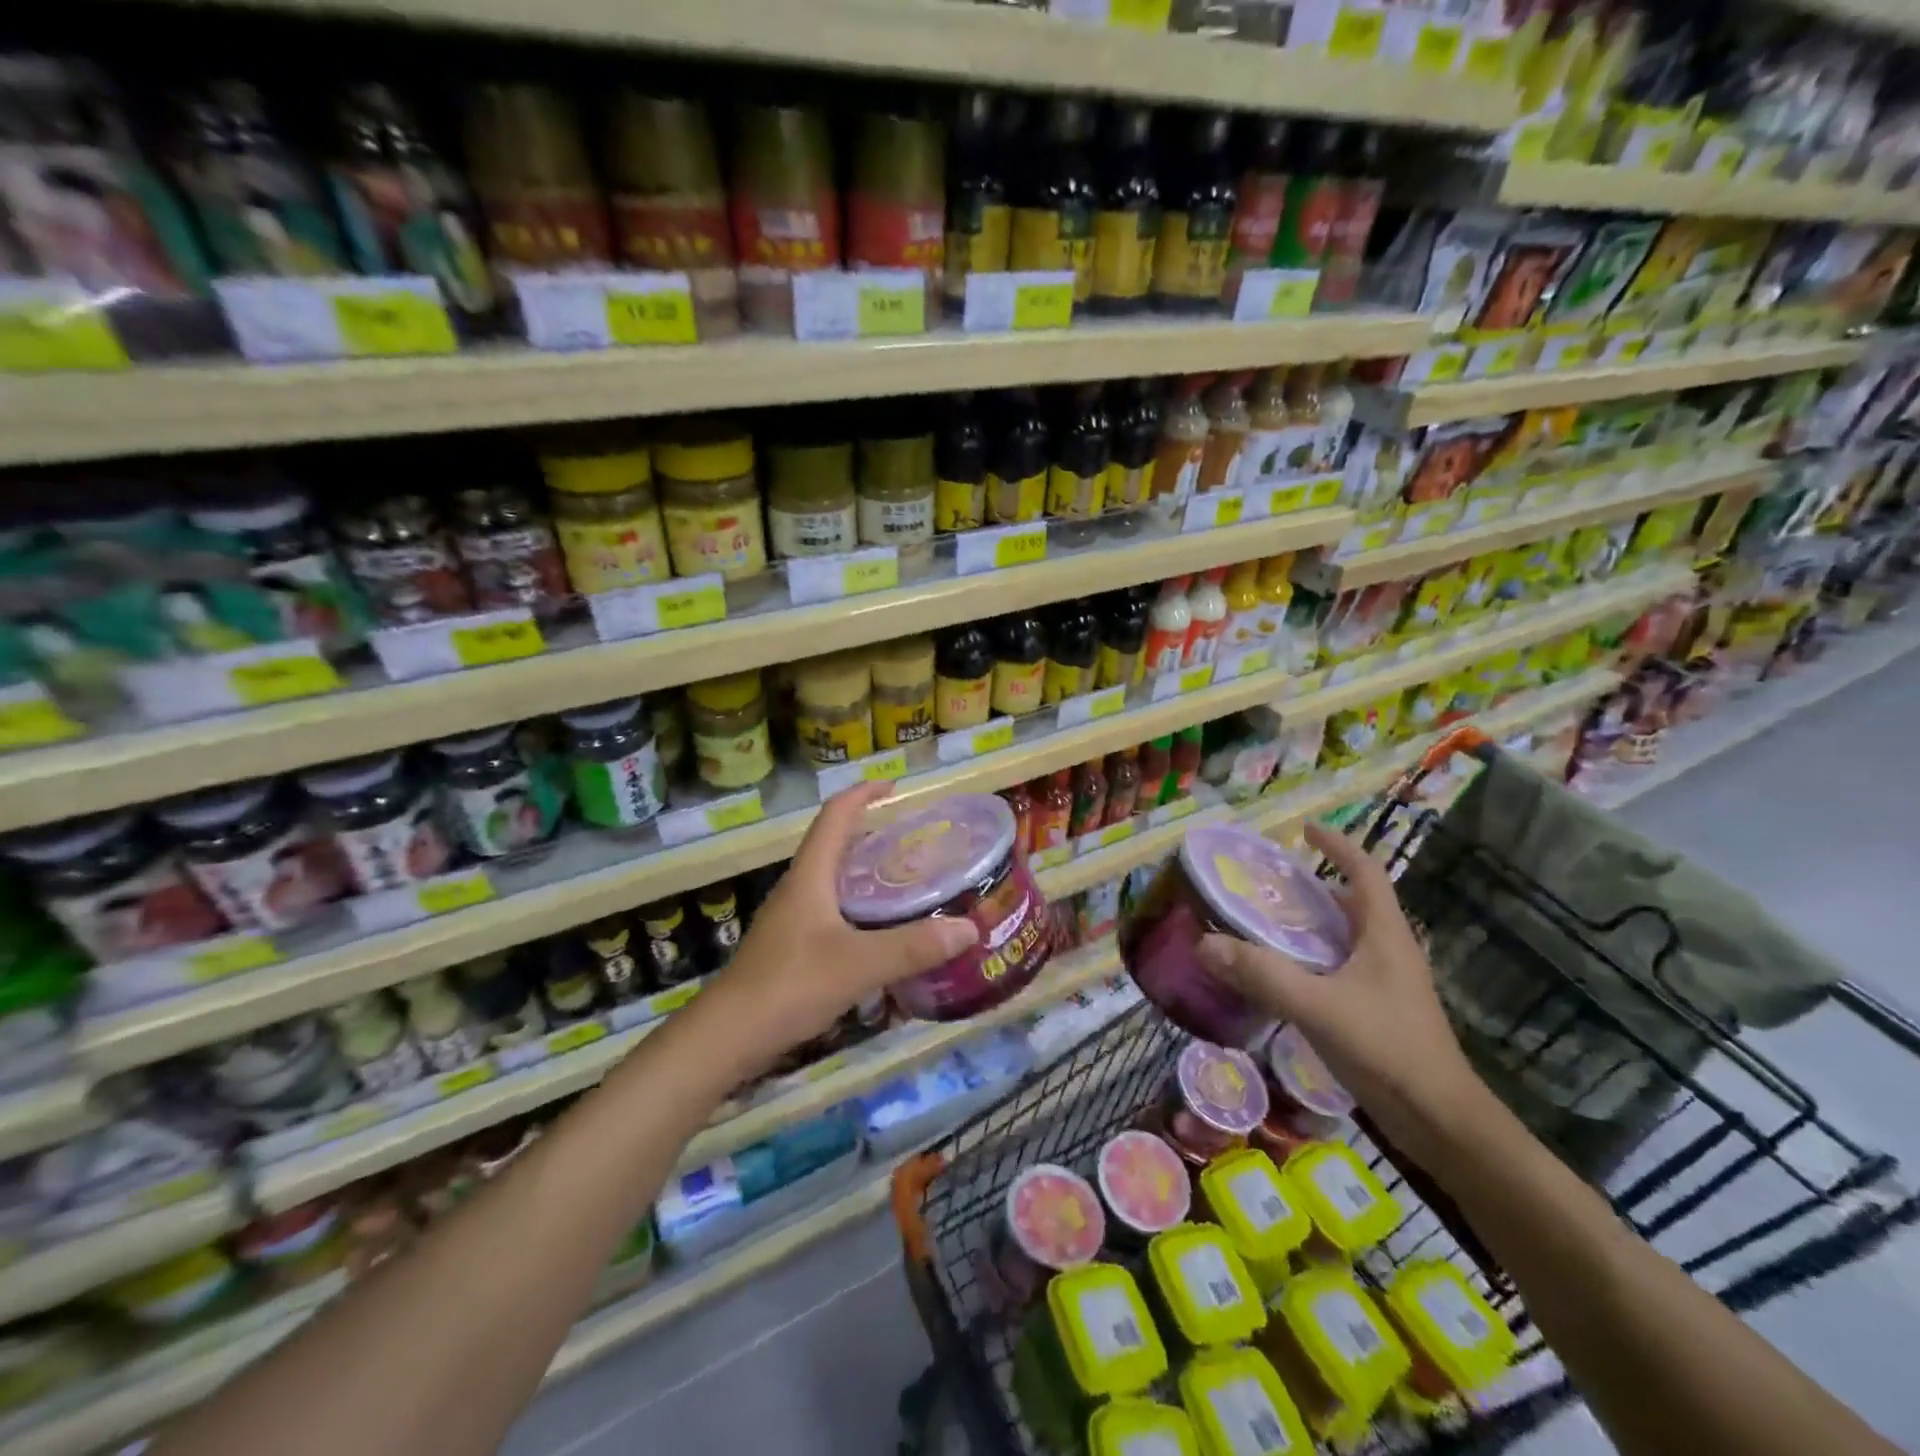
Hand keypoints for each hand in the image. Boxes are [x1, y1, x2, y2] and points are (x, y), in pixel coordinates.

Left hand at [703, 783, 978, 1065]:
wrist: (727, 1037)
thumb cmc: (790, 985)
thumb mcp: (859, 964)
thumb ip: (913, 947)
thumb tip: (969, 927)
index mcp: (810, 876)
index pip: (835, 816)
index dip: (863, 793)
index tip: (894, 786)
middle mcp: (798, 889)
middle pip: (833, 845)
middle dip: (870, 833)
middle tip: (912, 840)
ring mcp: (790, 920)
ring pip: (831, 881)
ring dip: (863, 872)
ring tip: (904, 881)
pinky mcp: (789, 949)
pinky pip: (829, 912)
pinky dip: (857, 909)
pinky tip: (878, 933)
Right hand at [1196, 821, 1489, 1162]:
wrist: (1442, 1123)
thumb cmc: (1387, 1050)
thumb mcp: (1319, 1007)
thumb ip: (1262, 974)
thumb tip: (1205, 944)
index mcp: (1385, 934)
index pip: (1365, 872)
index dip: (1337, 846)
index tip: (1304, 831)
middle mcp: (1390, 950)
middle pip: (1352, 902)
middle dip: (1312, 887)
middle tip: (1265, 883)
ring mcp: (1387, 983)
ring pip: (1345, 937)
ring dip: (1310, 925)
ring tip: (1264, 923)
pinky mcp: (1379, 1011)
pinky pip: (1340, 968)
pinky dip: (1311, 959)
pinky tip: (1282, 976)